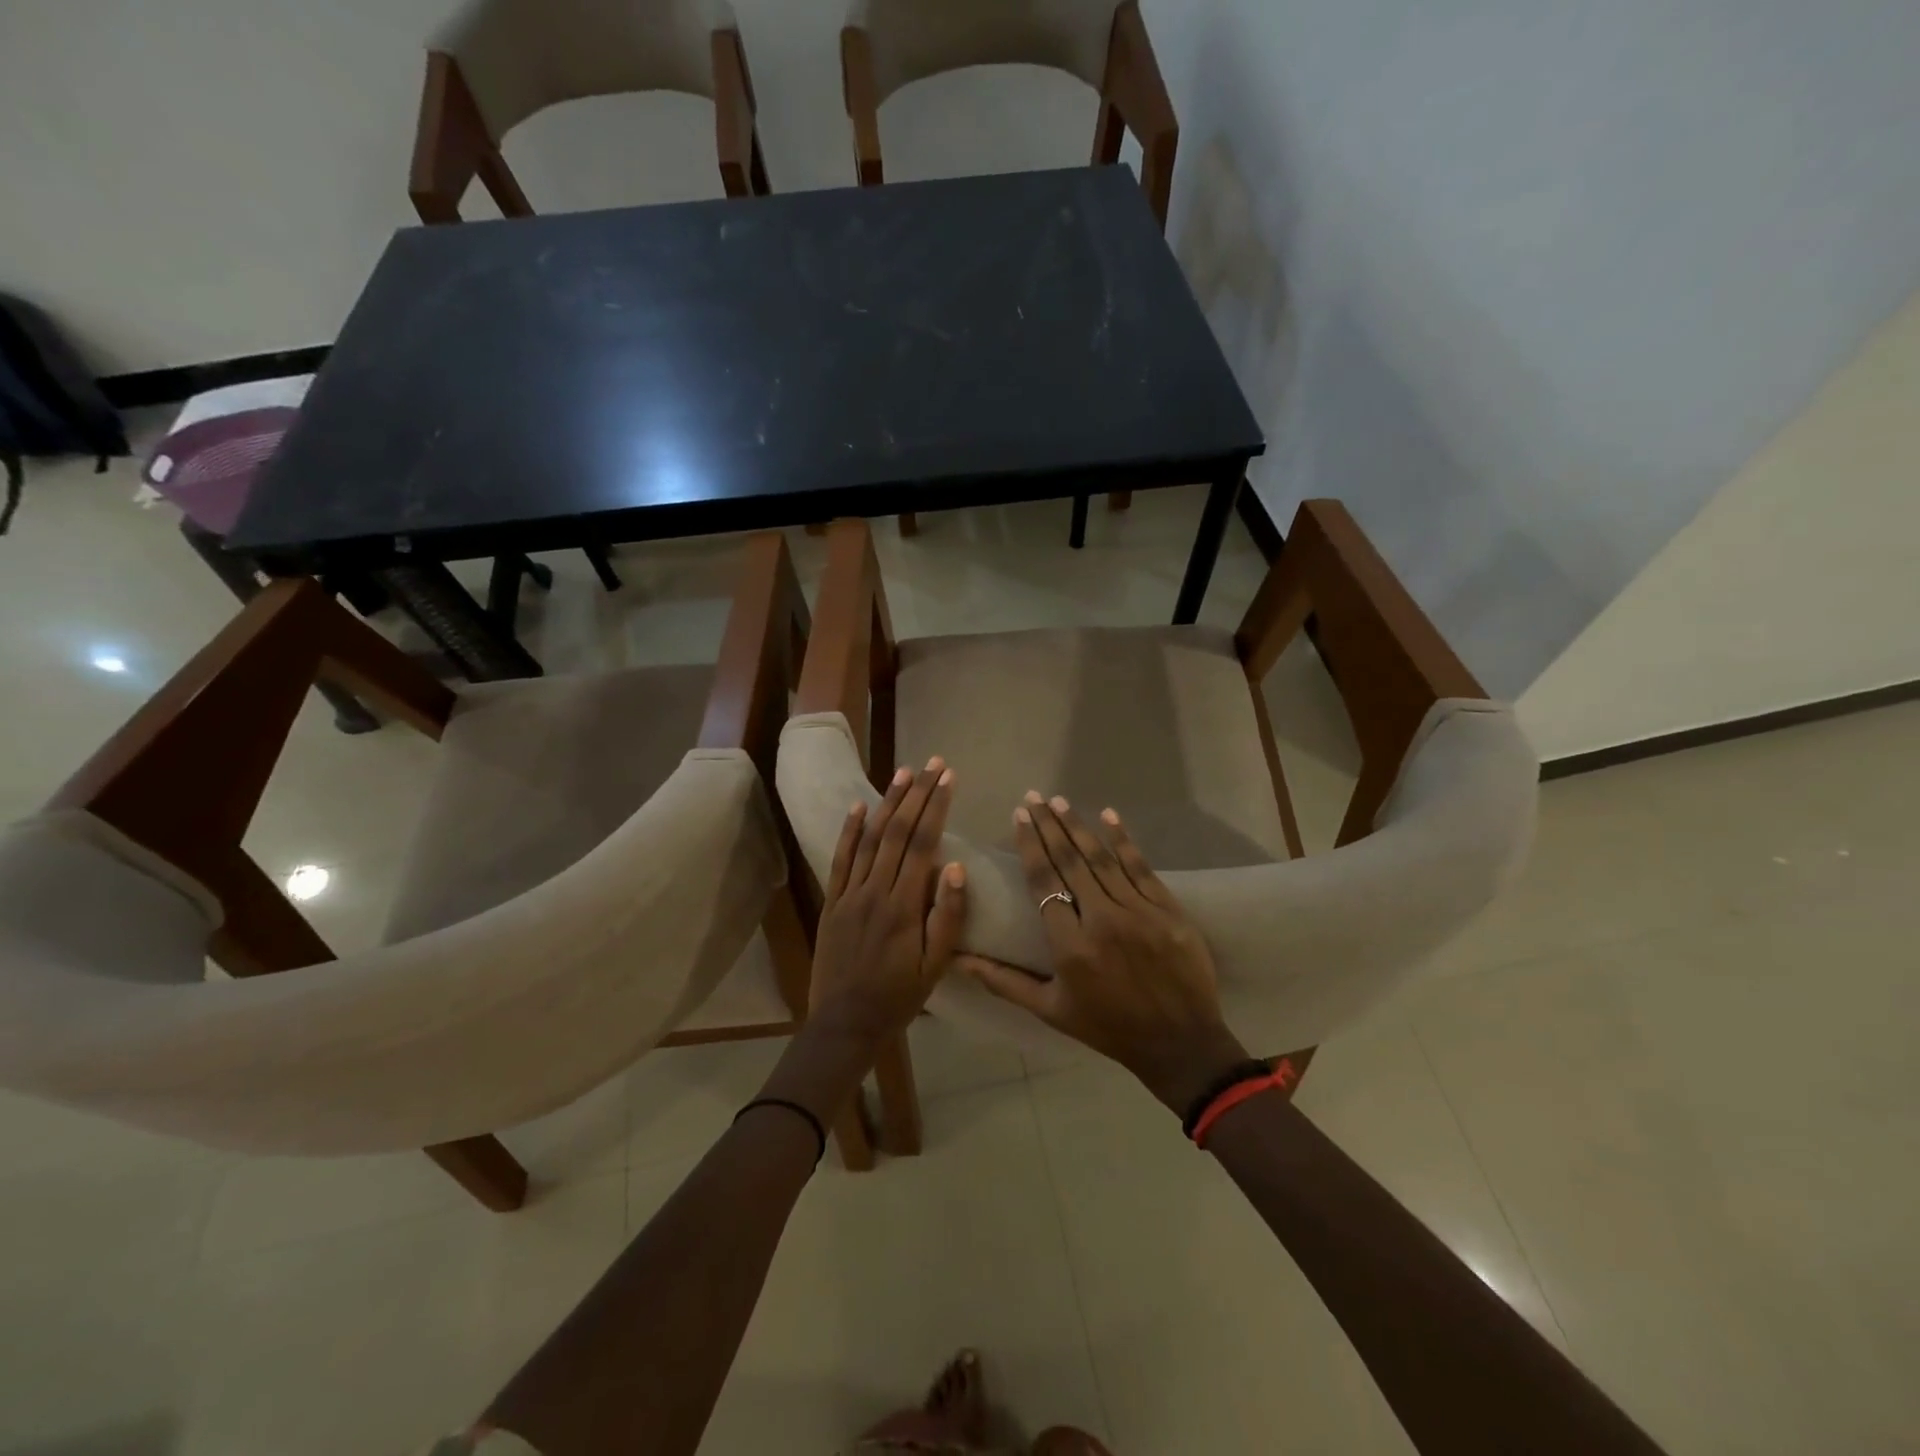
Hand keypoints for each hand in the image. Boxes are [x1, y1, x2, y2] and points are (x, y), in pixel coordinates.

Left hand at [808, 757, 967, 1043]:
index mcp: (905, 905)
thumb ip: (947, 916)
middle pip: (898, 832)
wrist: (845, 1023)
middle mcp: (876, 891)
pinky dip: (849, 831)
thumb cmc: (899, 997)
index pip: (924, 844)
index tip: (948, 777)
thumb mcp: (935, 966)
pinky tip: (860, 806)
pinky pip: (840, 860)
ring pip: (871, 838)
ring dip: (888, 803)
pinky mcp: (832, 902)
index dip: (937, 807)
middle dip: (917, 794)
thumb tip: (956, 866)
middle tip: (932, 763)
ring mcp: (850, 894)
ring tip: (903, 772)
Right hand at [958, 794, 1247, 1112]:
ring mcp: (1139, 912)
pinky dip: (1124, 840)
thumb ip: (1003, 981)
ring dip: (1078, 826)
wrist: (1179, 1043)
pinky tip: (1109, 816)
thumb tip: (958, 962)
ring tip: (1059, 800)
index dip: (1030, 845)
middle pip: (1070, 862)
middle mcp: (1102, 920)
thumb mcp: (1050, 1009)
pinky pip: (1141, 867)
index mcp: (1070, 946)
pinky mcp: (1168, 910)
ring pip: (1102, 859)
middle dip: (1049, 825)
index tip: (1019, 816)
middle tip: (1034, 797)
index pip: (1044, 882)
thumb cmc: (1108, 1027)